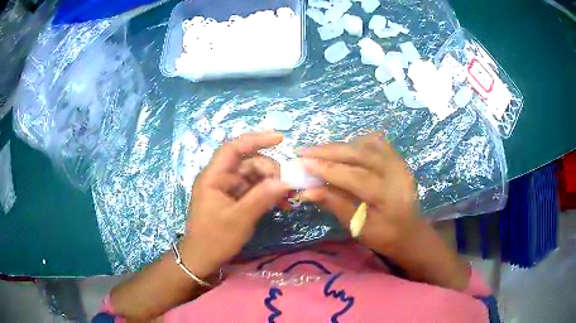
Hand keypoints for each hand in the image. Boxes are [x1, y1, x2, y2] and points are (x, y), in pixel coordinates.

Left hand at [180, 132, 289, 277]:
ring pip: (254, 176)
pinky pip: (254, 190)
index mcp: (213, 177)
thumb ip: (261, 198)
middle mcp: (221, 178)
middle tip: (286, 186)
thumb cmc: (215, 238)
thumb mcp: (239, 219)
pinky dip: (267, 194)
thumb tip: (285, 181)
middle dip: (269, 170)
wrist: (202, 258)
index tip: (280, 138)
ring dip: (272, 183)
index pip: (233, 148)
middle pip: (248, 162)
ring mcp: (228, 189)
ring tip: (287, 198)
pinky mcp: (234, 199)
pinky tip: (281, 204)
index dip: (256, 139)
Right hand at [300, 132, 421, 254]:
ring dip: (340, 146)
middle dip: (328, 151)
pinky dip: (356, 142)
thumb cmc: (385, 237)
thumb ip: (335, 205)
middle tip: (303, 151)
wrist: (411, 232)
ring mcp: (399, 162)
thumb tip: (307, 191)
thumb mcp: (358, 228)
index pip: (355, 176)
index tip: (301, 163)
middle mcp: (397, 173)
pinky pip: (376, 142)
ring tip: (318, 152)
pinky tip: (344, 150)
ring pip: (366, 144)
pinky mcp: (398, 159)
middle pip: (360, 154)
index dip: (327, 169)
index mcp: (389, 196)